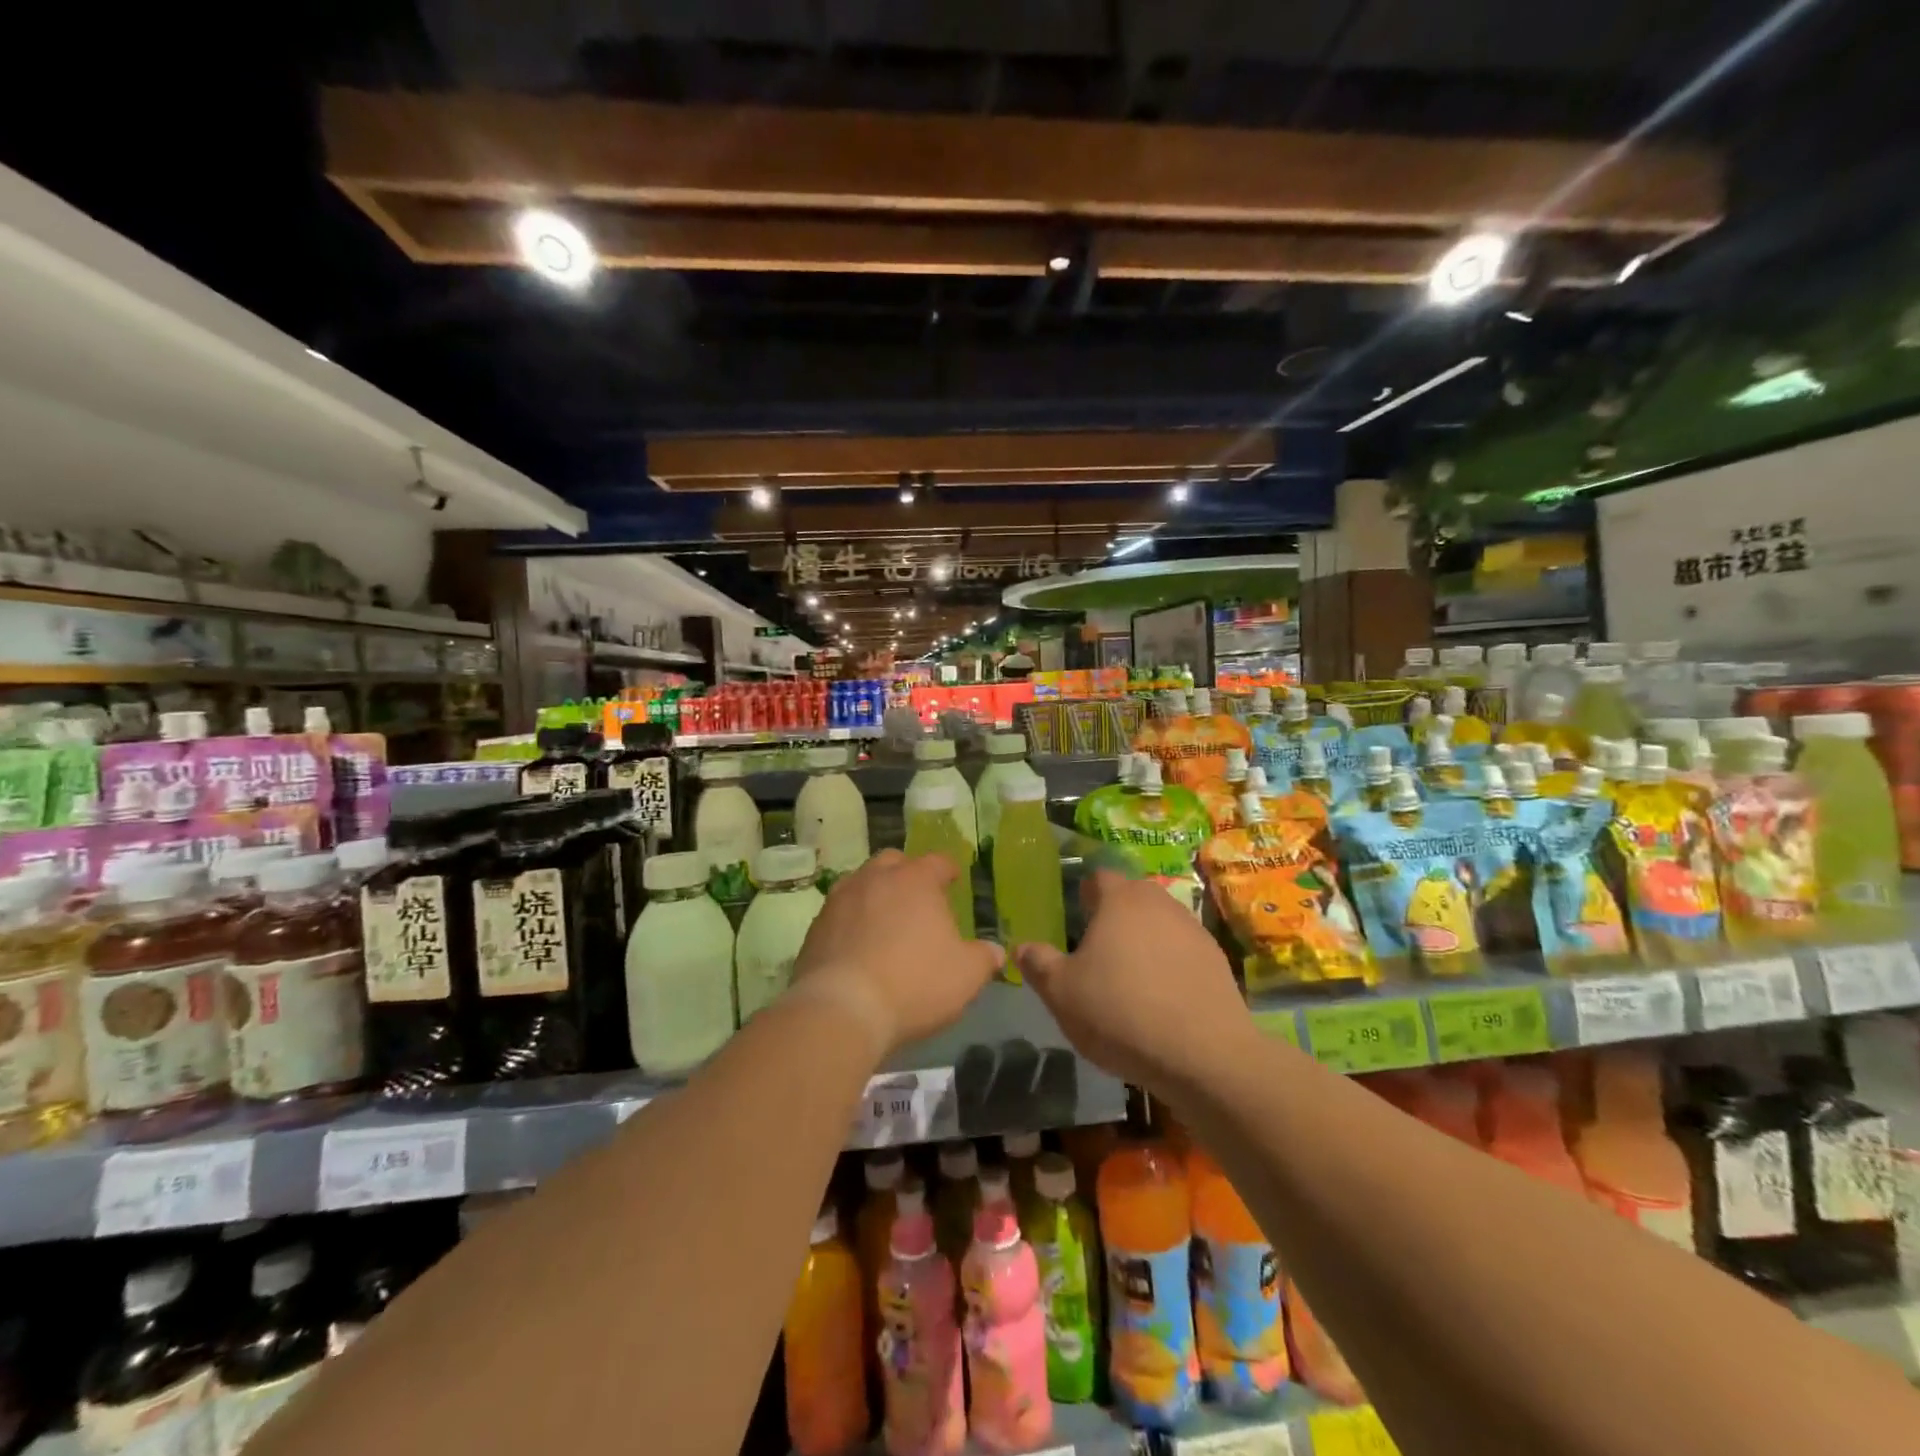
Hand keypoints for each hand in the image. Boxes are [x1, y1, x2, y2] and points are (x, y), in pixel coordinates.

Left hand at [792, 849, 1000, 1058]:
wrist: (843, 1008)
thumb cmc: (915, 983)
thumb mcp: (965, 976)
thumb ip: (984, 958)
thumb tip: (995, 951)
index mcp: (916, 880)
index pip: (937, 862)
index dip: (948, 870)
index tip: (954, 879)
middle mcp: (876, 878)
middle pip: (893, 862)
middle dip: (906, 874)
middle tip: (917, 897)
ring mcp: (840, 900)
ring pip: (861, 883)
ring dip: (875, 894)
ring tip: (885, 919)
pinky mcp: (815, 927)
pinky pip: (839, 913)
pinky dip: (851, 921)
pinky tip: (858, 945)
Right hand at [1016, 869, 1253, 1092]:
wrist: (1204, 1055)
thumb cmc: (1121, 1012)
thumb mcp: (1061, 993)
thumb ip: (1038, 964)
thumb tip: (1022, 947)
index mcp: (1120, 899)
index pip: (1098, 877)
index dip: (1084, 894)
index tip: (1075, 919)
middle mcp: (1159, 902)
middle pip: (1132, 896)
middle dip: (1114, 915)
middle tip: (1098, 949)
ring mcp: (1193, 929)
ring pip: (1159, 922)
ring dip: (1145, 939)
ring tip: (1131, 976)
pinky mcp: (1217, 960)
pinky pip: (1183, 950)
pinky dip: (1170, 963)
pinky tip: (1162, 997)